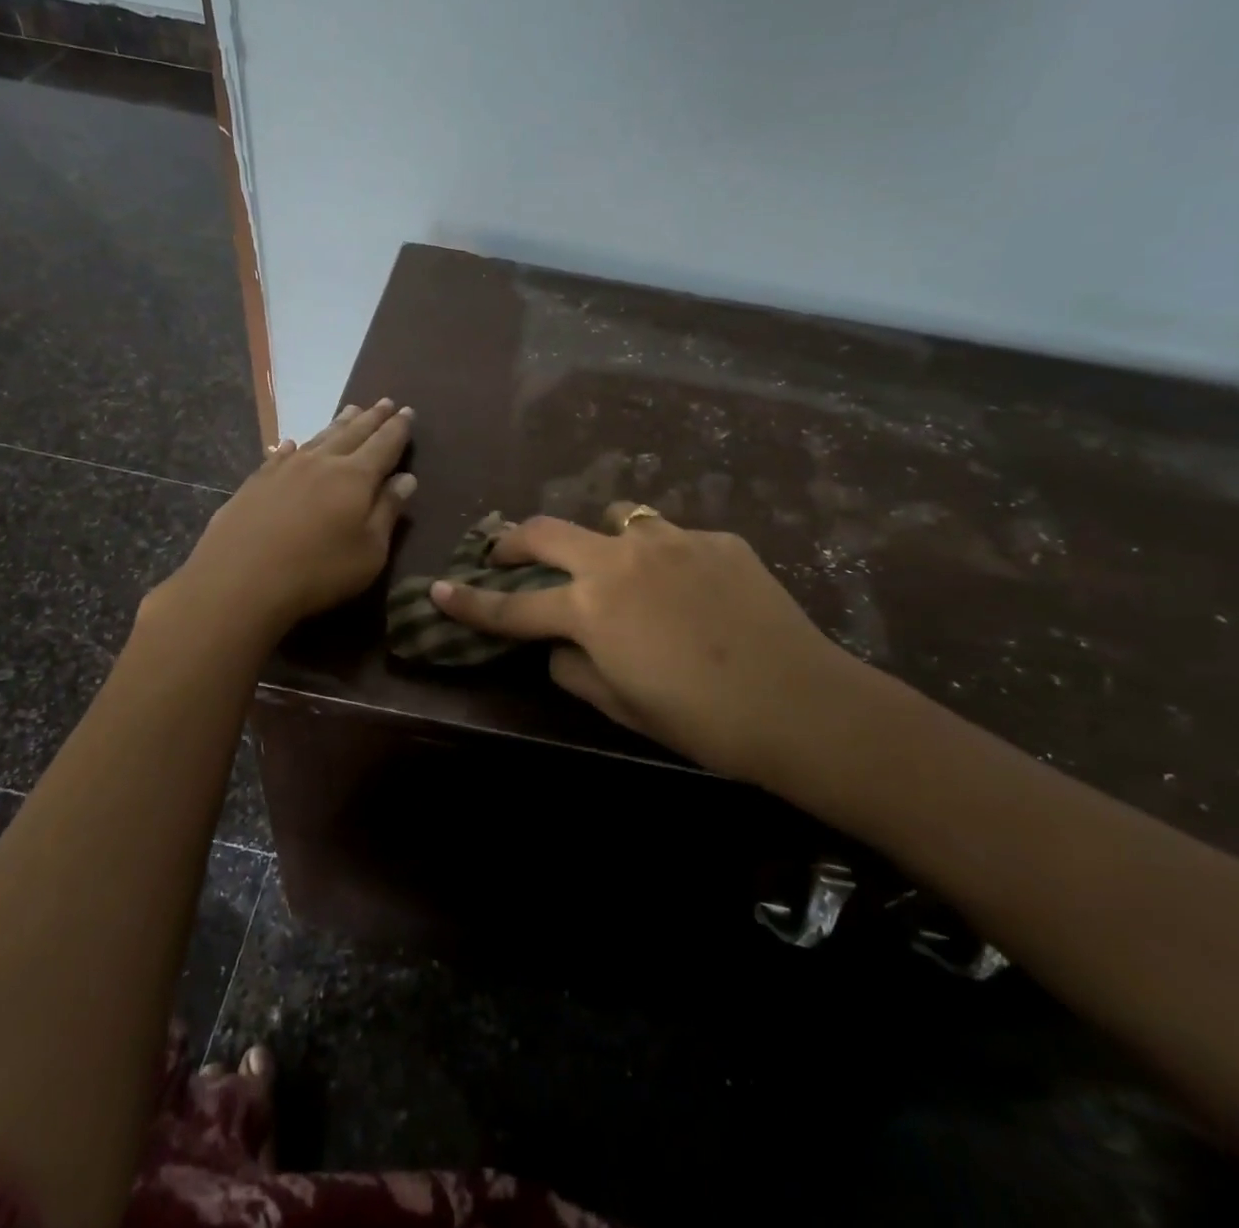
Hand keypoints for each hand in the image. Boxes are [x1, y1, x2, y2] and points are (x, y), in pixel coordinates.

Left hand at [161, 400, 416, 641]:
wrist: (240, 579)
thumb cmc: (318, 571)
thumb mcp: (369, 551)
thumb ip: (388, 512)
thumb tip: (406, 479)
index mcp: (356, 478)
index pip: (384, 444)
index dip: (398, 428)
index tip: (408, 411)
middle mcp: (322, 463)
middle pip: (353, 433)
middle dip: (372, 418)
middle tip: (385, 402)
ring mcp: (286, 469)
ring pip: (319, 438)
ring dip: (338, 423)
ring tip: (351, 410)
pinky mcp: (257, 482)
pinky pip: (282, 454)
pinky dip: (294, 446)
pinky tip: (294, 444)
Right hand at [430, 503, 883, 789]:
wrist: (800, 702)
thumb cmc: (700, 721)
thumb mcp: (622, 705)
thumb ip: (575, 670)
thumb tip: (559, 648)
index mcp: (590, 607)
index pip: (512, 607)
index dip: (469, 603)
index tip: (438, 591)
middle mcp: (619, 559)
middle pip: (548, 532)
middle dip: (515, 541)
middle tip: (504, 552)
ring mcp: (670, 540)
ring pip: (616, 517)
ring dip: (600, 537)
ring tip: (614, 563)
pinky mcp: (716, 538)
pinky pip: (673, 537)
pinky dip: (663, 556)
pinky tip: (690, 588)